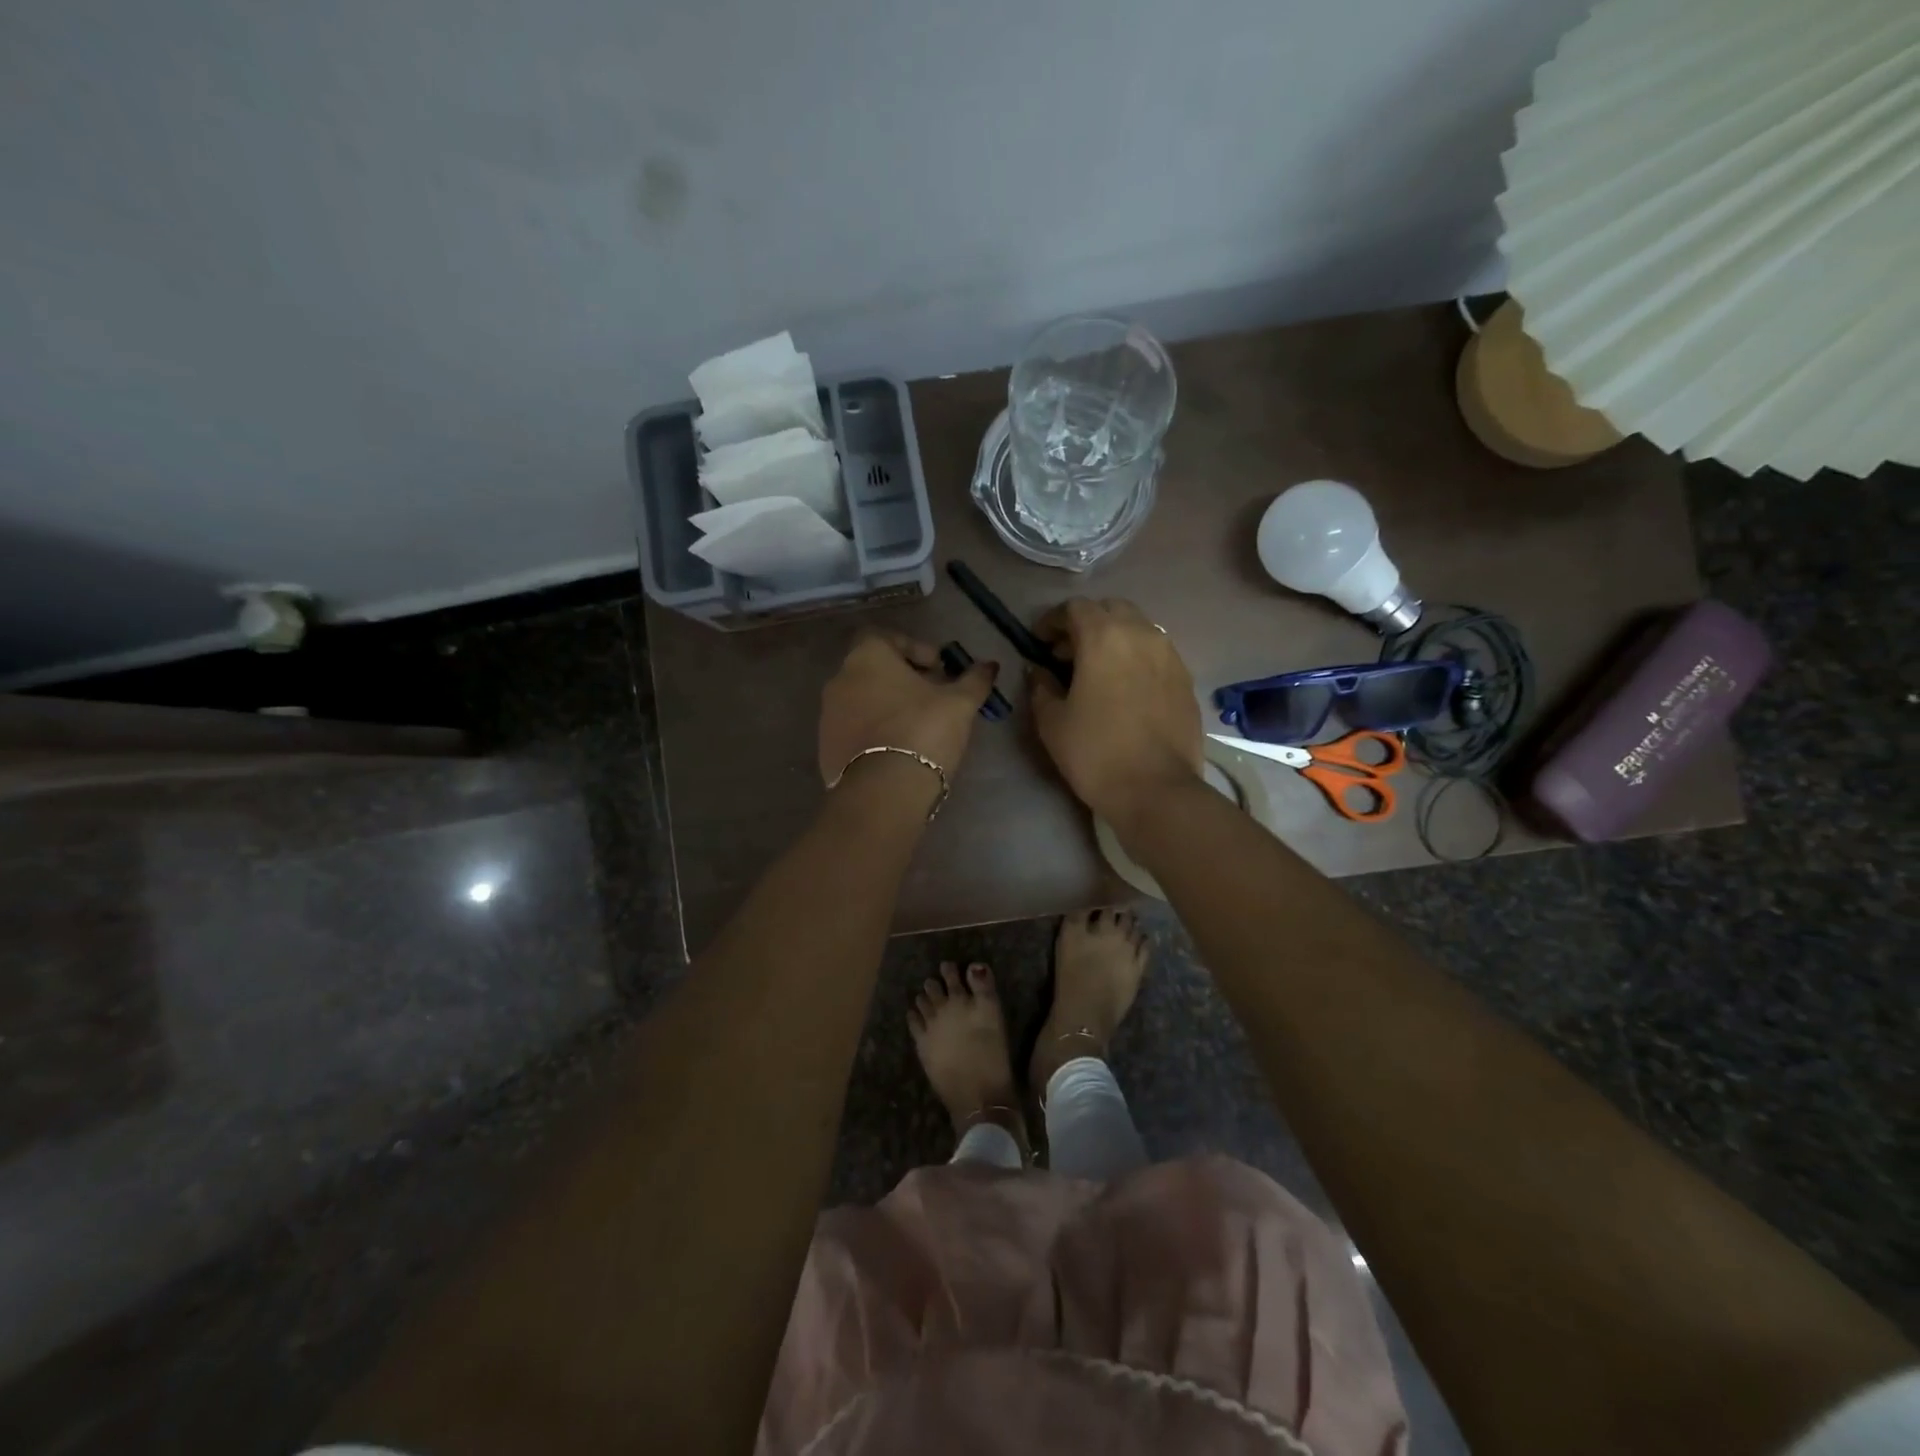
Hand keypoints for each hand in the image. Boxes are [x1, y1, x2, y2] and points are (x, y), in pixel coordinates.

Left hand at [818, 630, 997, 790]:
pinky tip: (898, 750)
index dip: (915, 649)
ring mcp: (828, 716)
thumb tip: (990, 665)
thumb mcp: (959, 704)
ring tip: (917, 727)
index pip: (886, 637)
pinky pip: (854, 730)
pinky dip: (874, 732)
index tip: (938, 669)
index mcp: (866, 657)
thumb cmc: (922, 731)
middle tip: (932, 698)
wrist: (883, 791)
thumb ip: (974, 680)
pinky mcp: (826, 748)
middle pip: (873, 669)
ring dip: (887, 706)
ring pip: (862, 701)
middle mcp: (839, 679)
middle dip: (903, 680)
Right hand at [1029, 598, 1203, 825]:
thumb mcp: (1052, 721)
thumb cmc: (1095, 753)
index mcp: (1104, 637)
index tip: (1040, 643)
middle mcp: (1141, 634)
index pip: (1075, 608)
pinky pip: (1157, 652)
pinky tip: (1126, 687)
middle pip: (1111, 609)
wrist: (1156, 790)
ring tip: (1098, 670)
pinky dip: (1137, 657)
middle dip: (1086, 623)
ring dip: (1114, 638)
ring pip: (1138, 628)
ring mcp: (1170, 655)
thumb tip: (1038, 671)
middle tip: (1068, 654)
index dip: (1052, 621)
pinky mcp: (1186, 678)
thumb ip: (1041, 687)